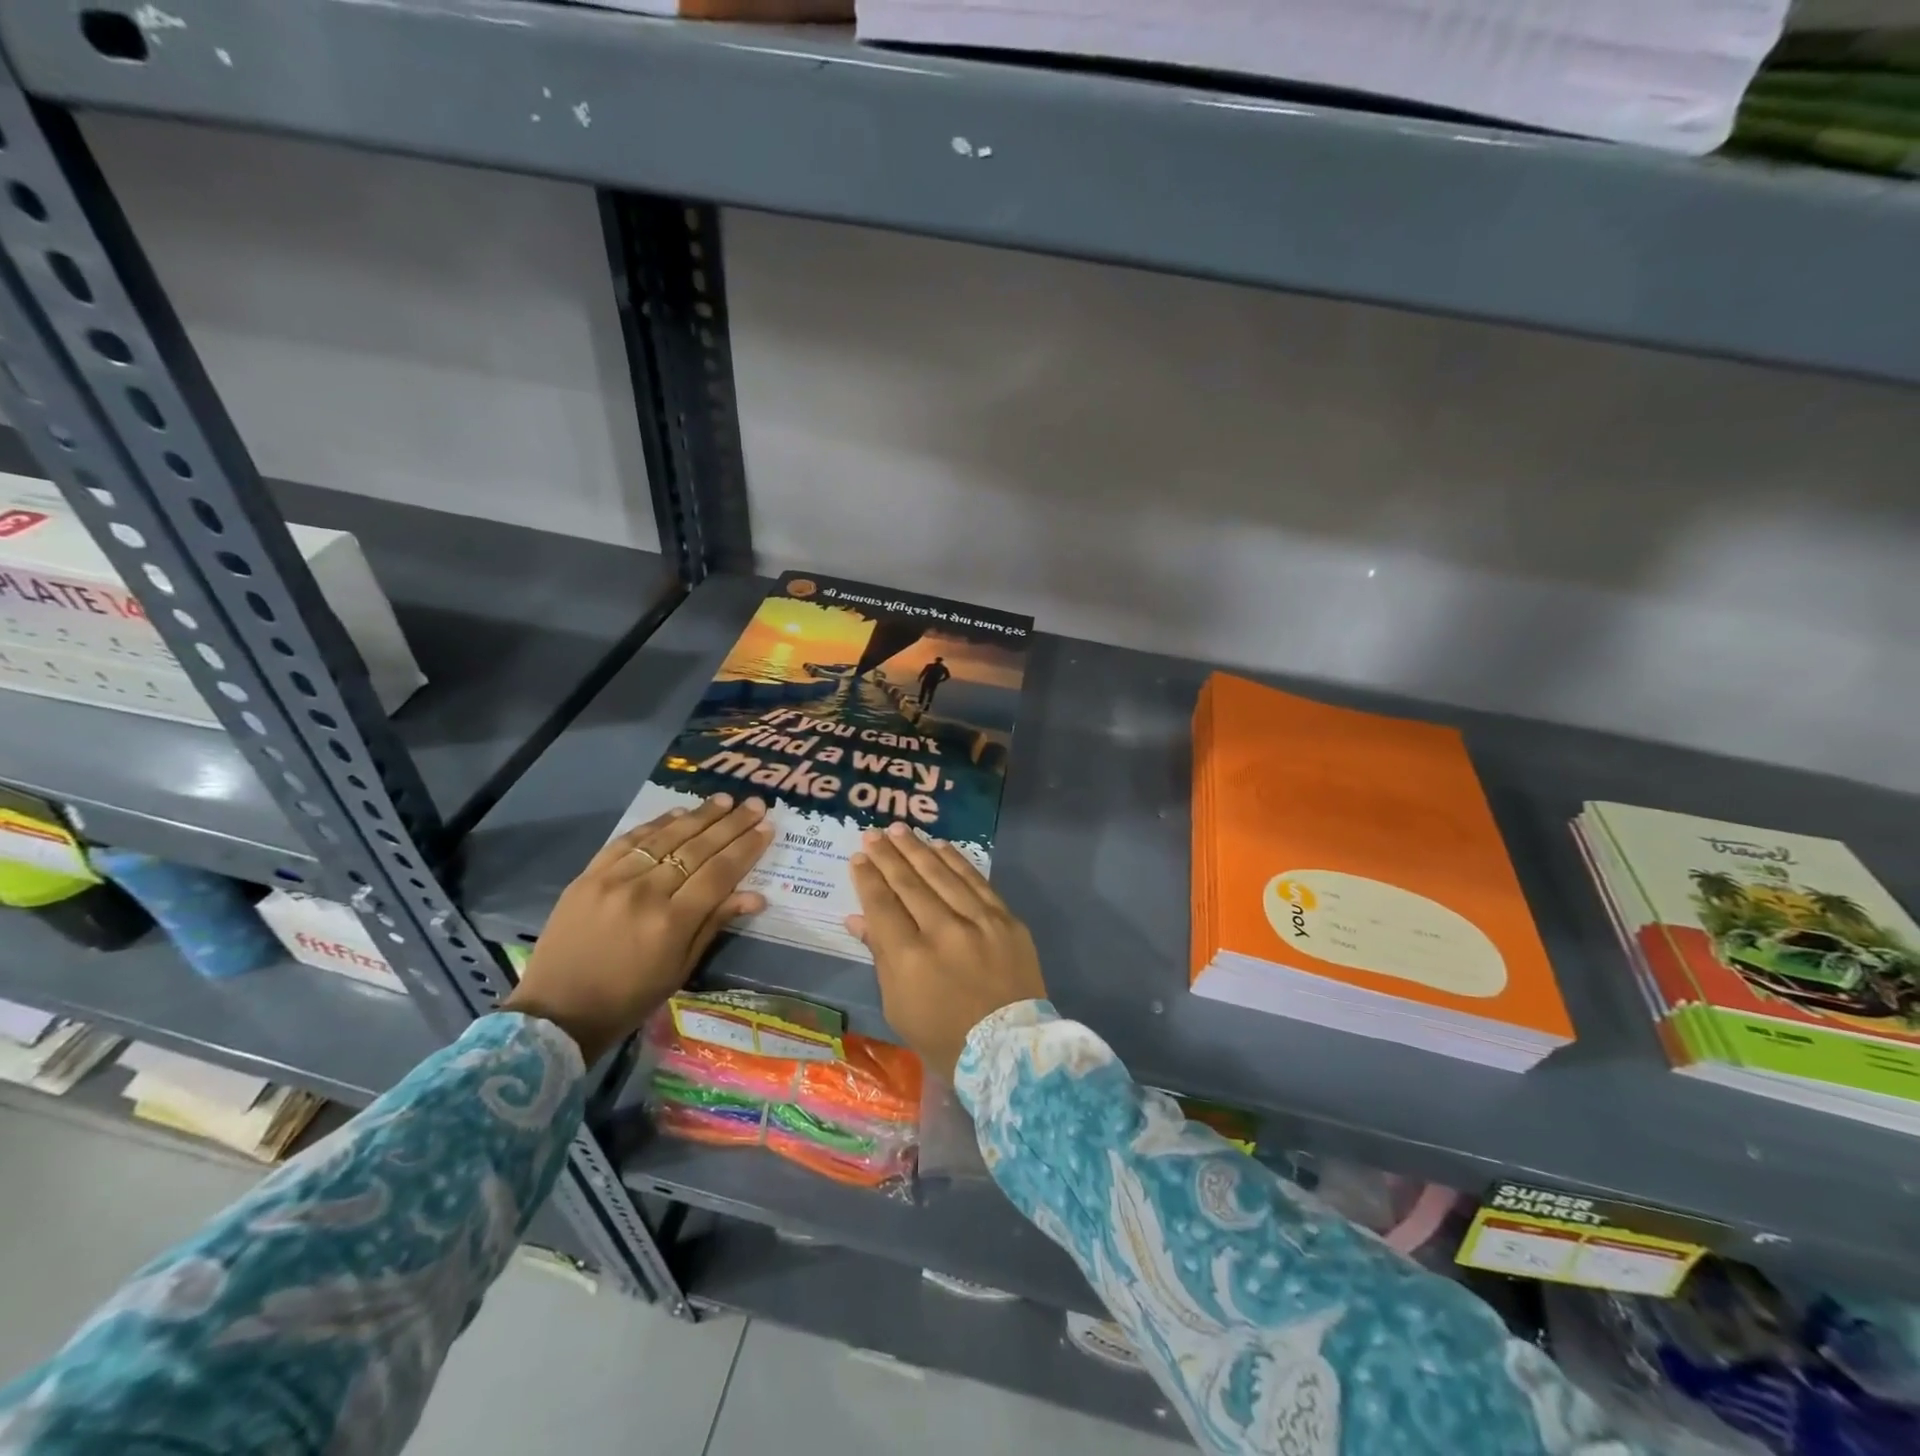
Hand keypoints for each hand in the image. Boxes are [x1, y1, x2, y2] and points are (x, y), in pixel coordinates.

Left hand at [502, 794, 771, 1063]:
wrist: (556, 1012)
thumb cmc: (629, 999)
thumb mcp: (680, 969)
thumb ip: (714, 924)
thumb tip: (756, 895)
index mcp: (671, 923)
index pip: (720, 873)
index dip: (746, 848)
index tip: (767, 827)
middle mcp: (645, 893)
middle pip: (697, 849)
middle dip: (731, 824)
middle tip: (755, 803)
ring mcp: (613, 880)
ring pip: (665, 838)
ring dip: (698, 816)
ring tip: (724, 800)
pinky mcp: (588, 876)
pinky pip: (628, 841)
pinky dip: (655, 824)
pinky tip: (677, 813)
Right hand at [846, 821, 1046, 1081]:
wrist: (1008, 1048)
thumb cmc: (944, 1036)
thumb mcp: (898, 1005)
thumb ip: (879, 956)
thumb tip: (856, 919)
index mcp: (910, 959)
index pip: (882, 905)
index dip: (868, 879)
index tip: (858, 858)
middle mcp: (943, 931)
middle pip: (909, 883)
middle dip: (888, 855)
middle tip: (872, 834)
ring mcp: (979, 922)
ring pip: (942, 875)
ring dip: (918, 849)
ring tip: (900, 830)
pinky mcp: (1006, 920)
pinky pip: (977, 882)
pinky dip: (957, 862)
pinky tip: (941, 847)